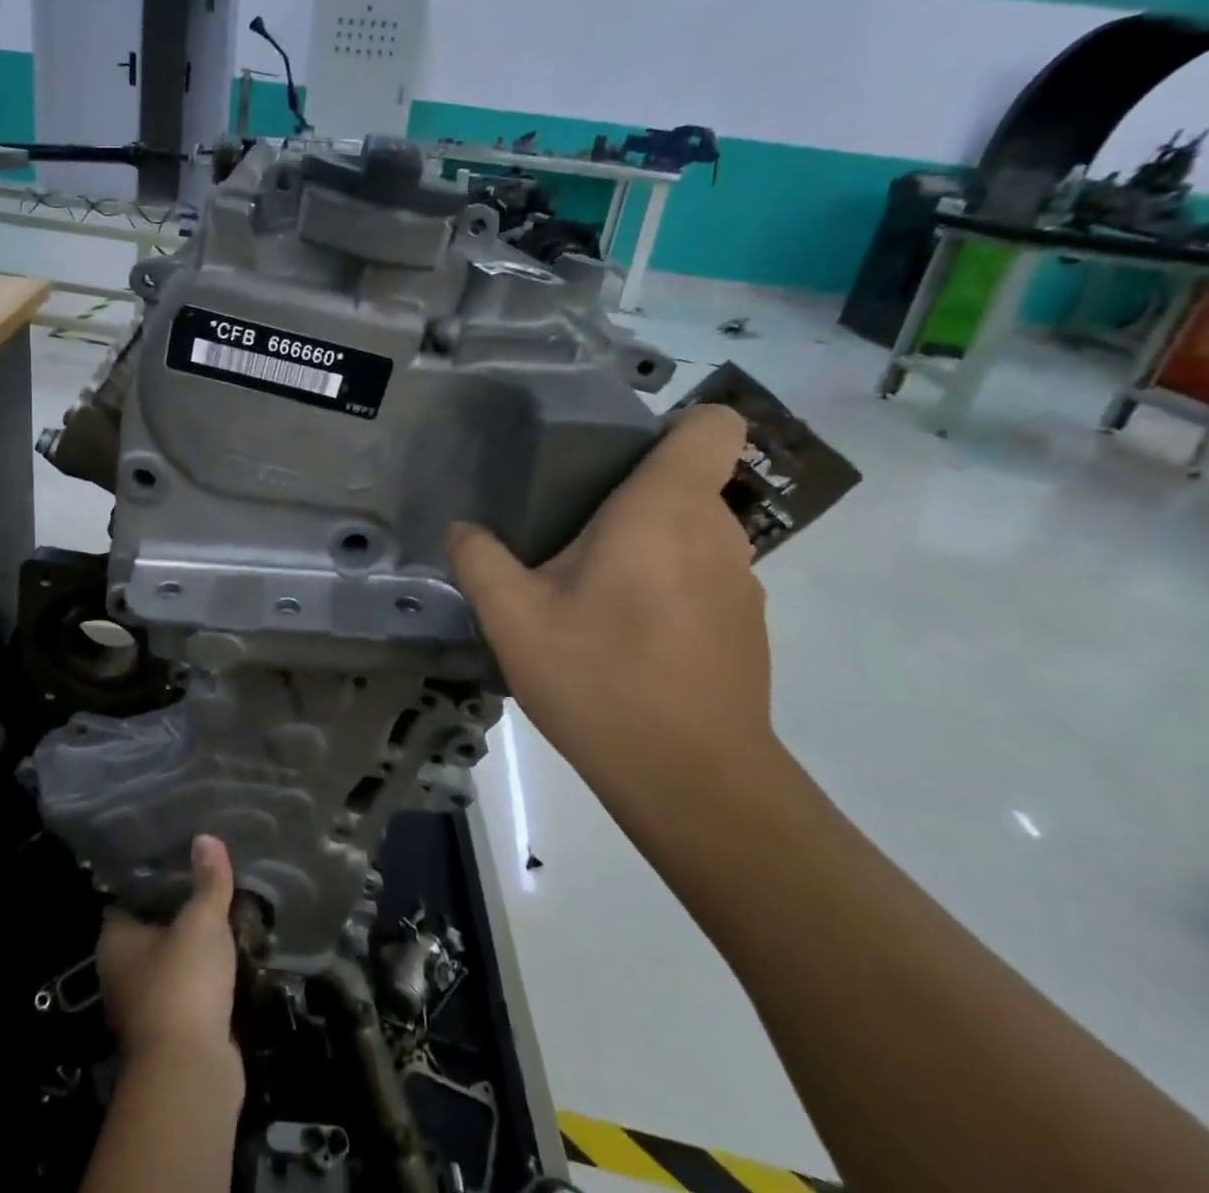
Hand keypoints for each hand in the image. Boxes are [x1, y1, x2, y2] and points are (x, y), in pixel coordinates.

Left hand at [97, 835, 240, 1073]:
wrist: (191, 1072)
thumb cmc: (183, 983)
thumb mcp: (202, 920)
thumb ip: (208, 880)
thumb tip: (207, 837)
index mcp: (115, 941)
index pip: (128, 896)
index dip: (151, 875)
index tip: (177, 853)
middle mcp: (121, 972)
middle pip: (151, 928)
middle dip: (179, 907)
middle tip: (208, 875)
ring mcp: (145, 1005)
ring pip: (172, 960)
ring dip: (195, 944)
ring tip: (226, 908)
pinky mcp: (173, 1030)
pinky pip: (190, 988)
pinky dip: (207, 974)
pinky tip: (232, 952)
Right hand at [447, 405, 773, 796]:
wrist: (693, 783)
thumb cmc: (601, 681)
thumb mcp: (513, 619)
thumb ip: (479, 560)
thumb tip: (462, 529)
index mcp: (664, 509)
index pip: (711, 425)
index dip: (671, 428)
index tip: (615, 461)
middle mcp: (717, 532)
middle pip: (686, 481)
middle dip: (631, 498)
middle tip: (572, 538)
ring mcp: (742, 582)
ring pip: (692, 533)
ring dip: (648, 547)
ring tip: (593, 594)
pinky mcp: (746, 626)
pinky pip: (702, 578)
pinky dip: (667, 589)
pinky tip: (627, 640)